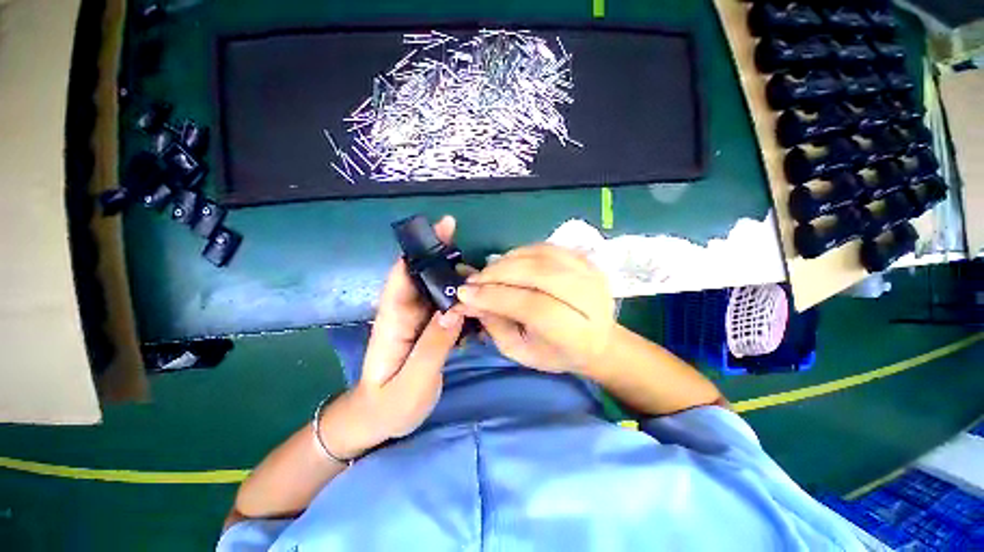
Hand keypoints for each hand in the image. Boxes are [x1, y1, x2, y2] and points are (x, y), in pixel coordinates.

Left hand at [321, 217, 463, 458]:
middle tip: (475, 253)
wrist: (378, 420)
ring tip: (484, 277)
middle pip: (424, 275)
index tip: (445, 228)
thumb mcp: (413, 382)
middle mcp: (404, 312)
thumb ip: (434, 346)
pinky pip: (445, 305)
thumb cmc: (389, 405)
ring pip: (437, 288)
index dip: (422, 248)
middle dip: (446, 256)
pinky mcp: (427, 327)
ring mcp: (417, 319)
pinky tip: (479, 300)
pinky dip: (460, 297)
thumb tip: (456, 309)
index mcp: (393, 320)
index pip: (404, 274)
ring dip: (458, 277)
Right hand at [454, 243, 614, 373]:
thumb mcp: (521, 351)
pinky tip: (509, 263)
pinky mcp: (587, 260)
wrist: (598, 341)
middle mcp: (589, 299)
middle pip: (539, 274)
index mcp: (577, 333)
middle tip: (475, 280)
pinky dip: (522, 252)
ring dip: (508, 260)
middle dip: (499, 274)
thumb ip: (495, 325)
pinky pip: (547, 247)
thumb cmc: (556, 353)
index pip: (533, 306)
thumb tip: (467, 299)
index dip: (496, 297)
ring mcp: (591, 274)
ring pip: (542, 255)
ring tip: (489, 272)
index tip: (465, 294)